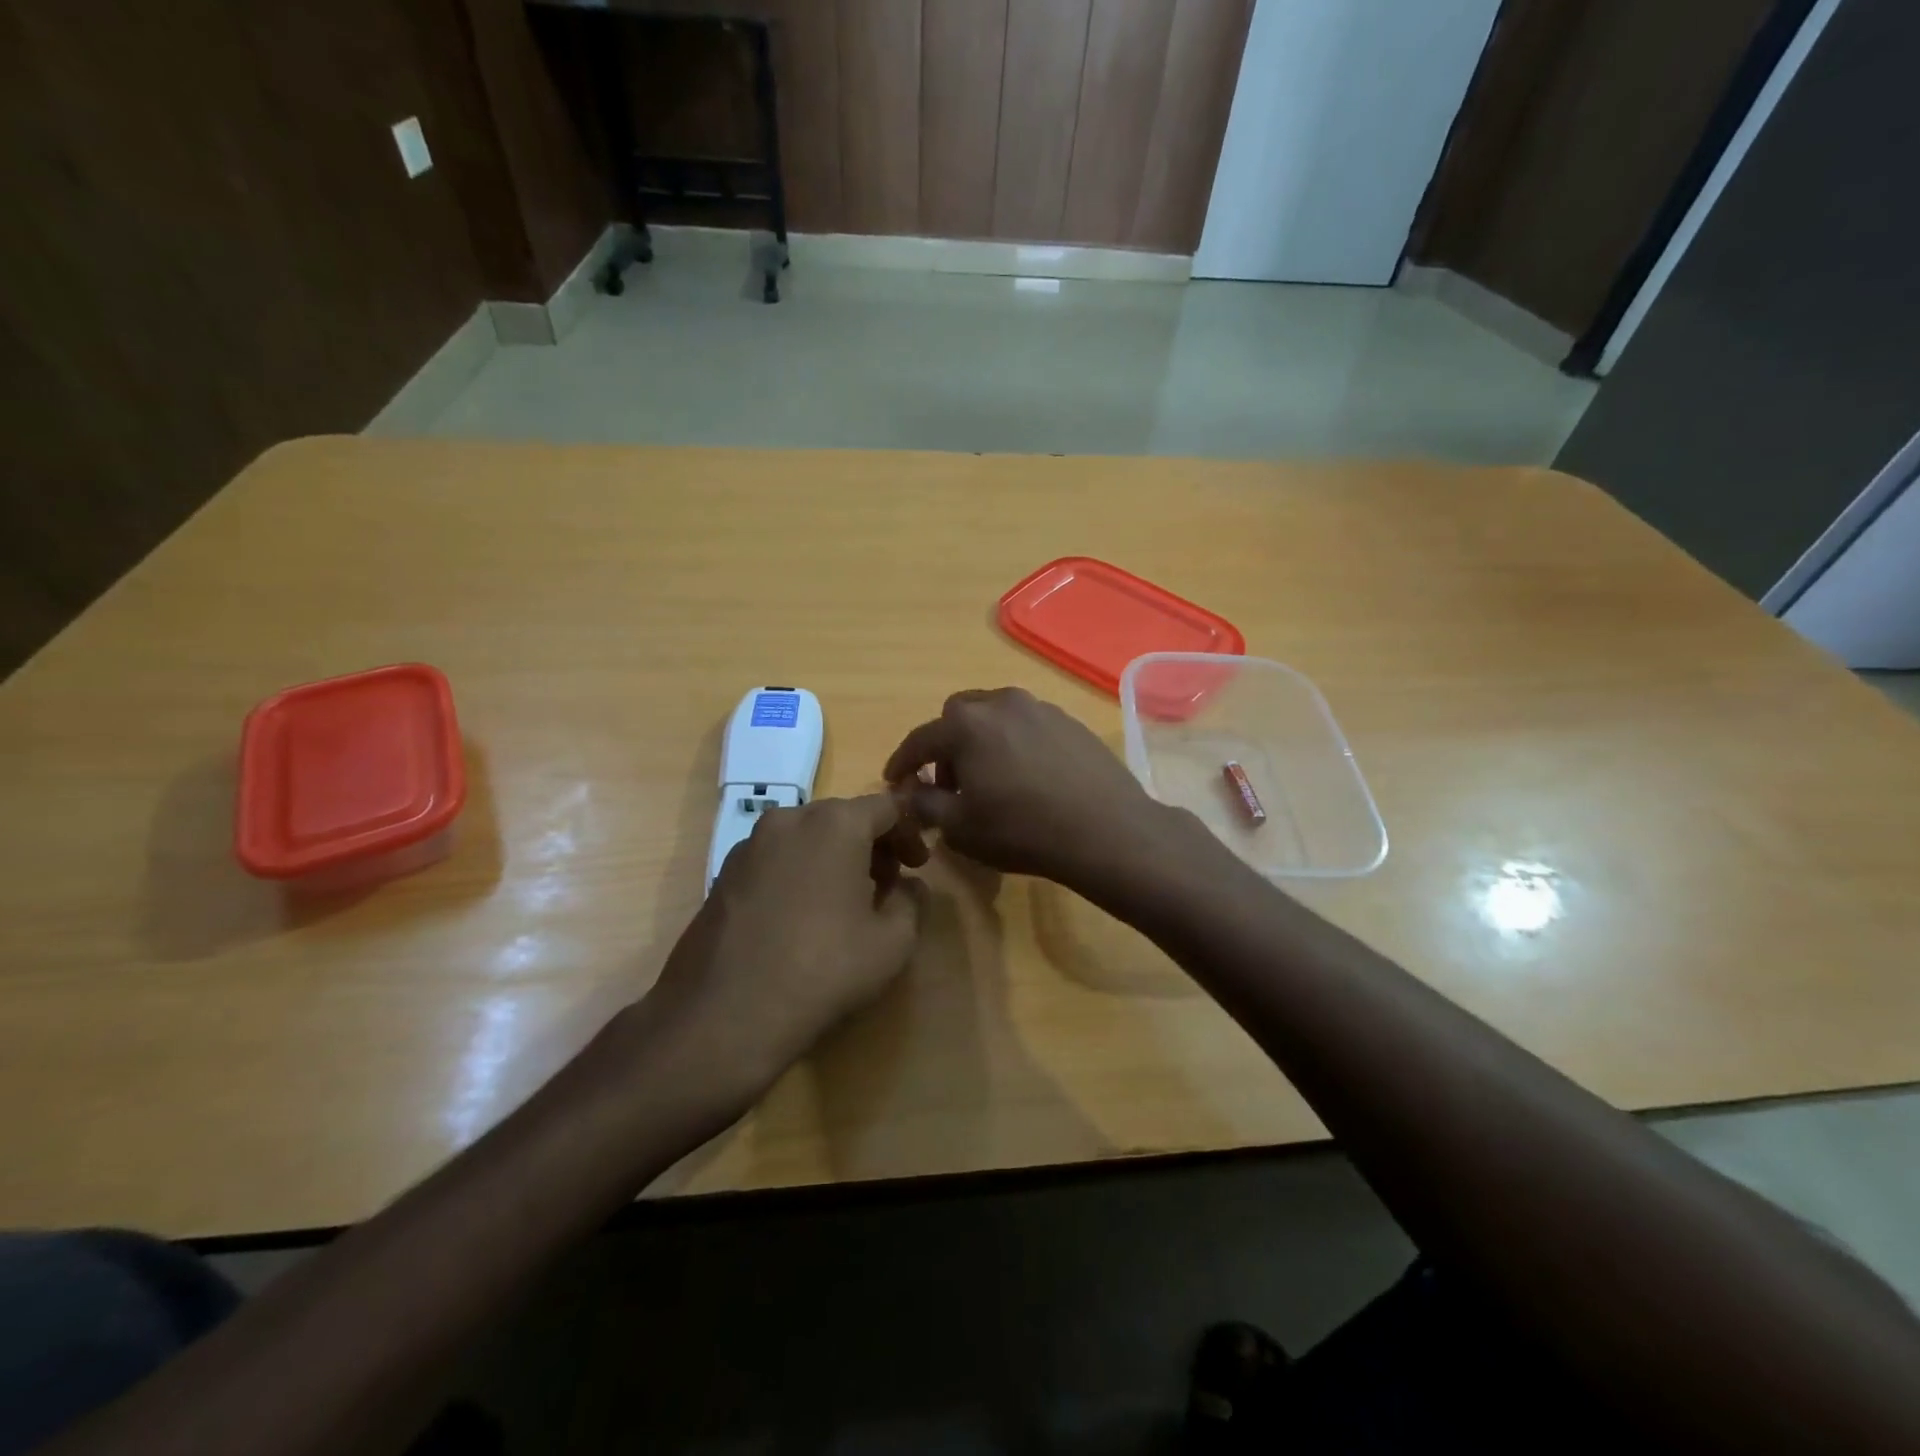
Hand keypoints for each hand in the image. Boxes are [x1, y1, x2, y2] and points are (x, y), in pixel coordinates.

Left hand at [644, 795, 927, 1102]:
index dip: (909, 833)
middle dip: (872, 845)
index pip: (886, 807)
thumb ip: (912, 902)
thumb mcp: (892, 943)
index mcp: (834, 824)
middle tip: (888, 885)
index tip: (918, 866)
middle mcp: (789, 820)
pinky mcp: (723, 875)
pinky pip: (776, 859)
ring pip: (807, 837)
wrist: (722, 1015)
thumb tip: (909, 886)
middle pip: (844, 817)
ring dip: (834, 858)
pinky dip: (799, 873)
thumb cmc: (822, 970)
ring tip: (846, 903)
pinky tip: (802, 918)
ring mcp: (749, 845)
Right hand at [883, 687, 1186, 890]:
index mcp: (966, 725)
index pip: (919, 740)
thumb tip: (911, 792)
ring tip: (990, 777)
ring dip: (982, 741)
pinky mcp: (1069, 721)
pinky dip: (1014, 743)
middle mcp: (1001, 703)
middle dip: (945, 746)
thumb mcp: (959, 827)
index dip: (902, 763)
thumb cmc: (1022, 830)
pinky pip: (1027, 726)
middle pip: (958, 717)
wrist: (1106, 830)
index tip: (895, 782)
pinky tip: (1027, 776)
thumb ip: (924, 803)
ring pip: (995, 717)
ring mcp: (1040, 708)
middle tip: (949, 781)